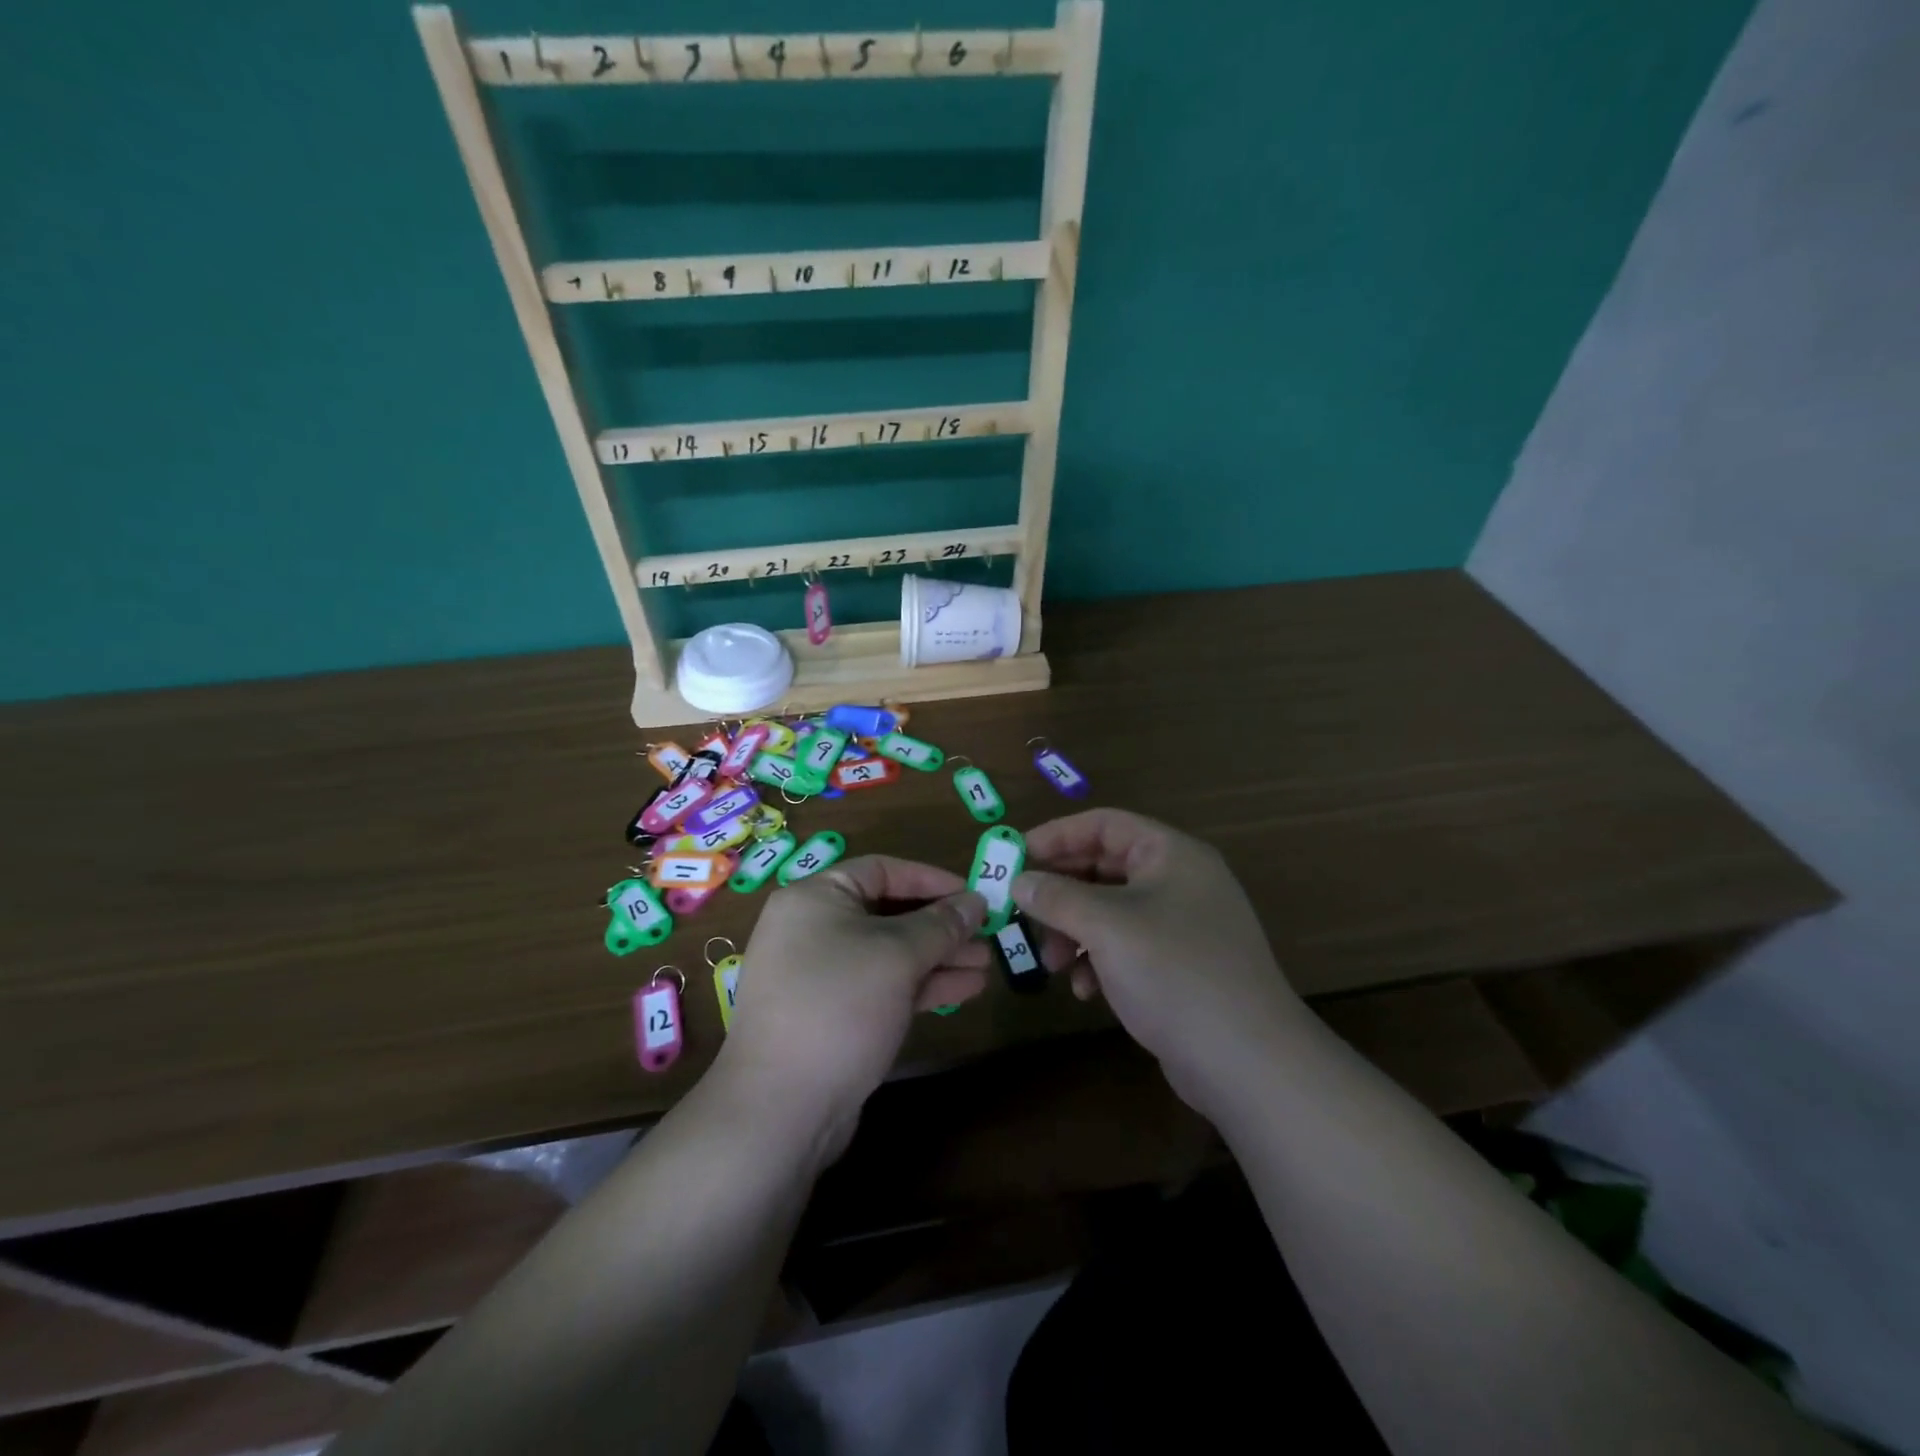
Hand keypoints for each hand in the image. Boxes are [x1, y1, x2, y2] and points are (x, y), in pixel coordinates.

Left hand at [714, 856, 987, 1159]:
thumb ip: (941, 924)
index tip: (973, 894)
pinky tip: (964, 990)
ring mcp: (820, 975)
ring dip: (938, 957)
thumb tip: (976, 900)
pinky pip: (882, 986)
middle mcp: (812, 929)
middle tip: (987, 934)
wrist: (782, 1109)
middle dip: (941, 925)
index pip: (882, 870)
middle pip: (888, 913)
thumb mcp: (897, 955)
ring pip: (889, 953)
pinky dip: (920, 985)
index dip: (931, 879)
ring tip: (986, 965)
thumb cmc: (839, 1006)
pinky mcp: (832, 1015)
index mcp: (815, 898)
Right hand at [1012, 809, 1304, 1111]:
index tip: (1016, 856)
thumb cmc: (1174, 972)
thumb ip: (1057, 896)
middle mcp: (1179, 881)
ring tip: (1053, 964)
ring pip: (1110, 911)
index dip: (1057, 835)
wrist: (1247, 1061)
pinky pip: (1126, 946)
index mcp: (1171, 854)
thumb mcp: (1106, 926)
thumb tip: (1019, 881)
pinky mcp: (1179, 965)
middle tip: (1023, 914)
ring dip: (1074, 931)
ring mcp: (1181, 925)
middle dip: (1061, 893)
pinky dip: (1098, 960)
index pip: (1104, 824)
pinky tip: (1085, 991)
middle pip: (1104, 868)